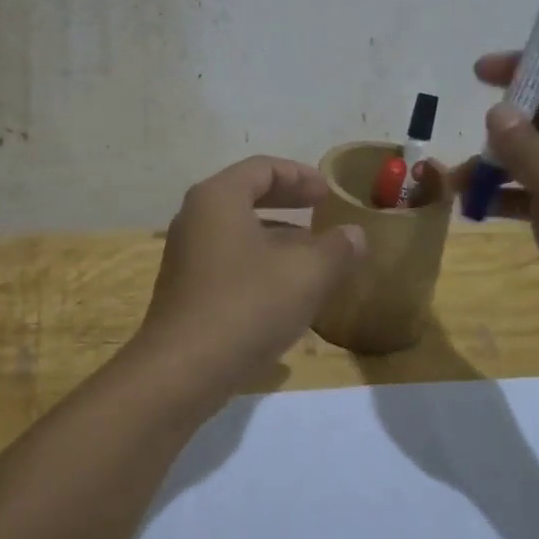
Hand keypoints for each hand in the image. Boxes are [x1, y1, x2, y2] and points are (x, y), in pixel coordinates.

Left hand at [136, 156, 367, 395]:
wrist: (183, 371)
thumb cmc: (247, 306)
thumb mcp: (306, 274)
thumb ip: (337, 248)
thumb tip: (355, 234)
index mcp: (218, 198)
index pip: (262, 168)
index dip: (300, 175)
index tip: (329, 193)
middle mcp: (195, 218)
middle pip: (246, 195)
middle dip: (288, 202)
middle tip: (322, 211)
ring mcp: (186, 255)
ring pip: (239, 231)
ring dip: (277, 237)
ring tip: (313, 254)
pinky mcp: (186, 290)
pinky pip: (229, 260)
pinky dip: (260, 263)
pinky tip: (287, 292)